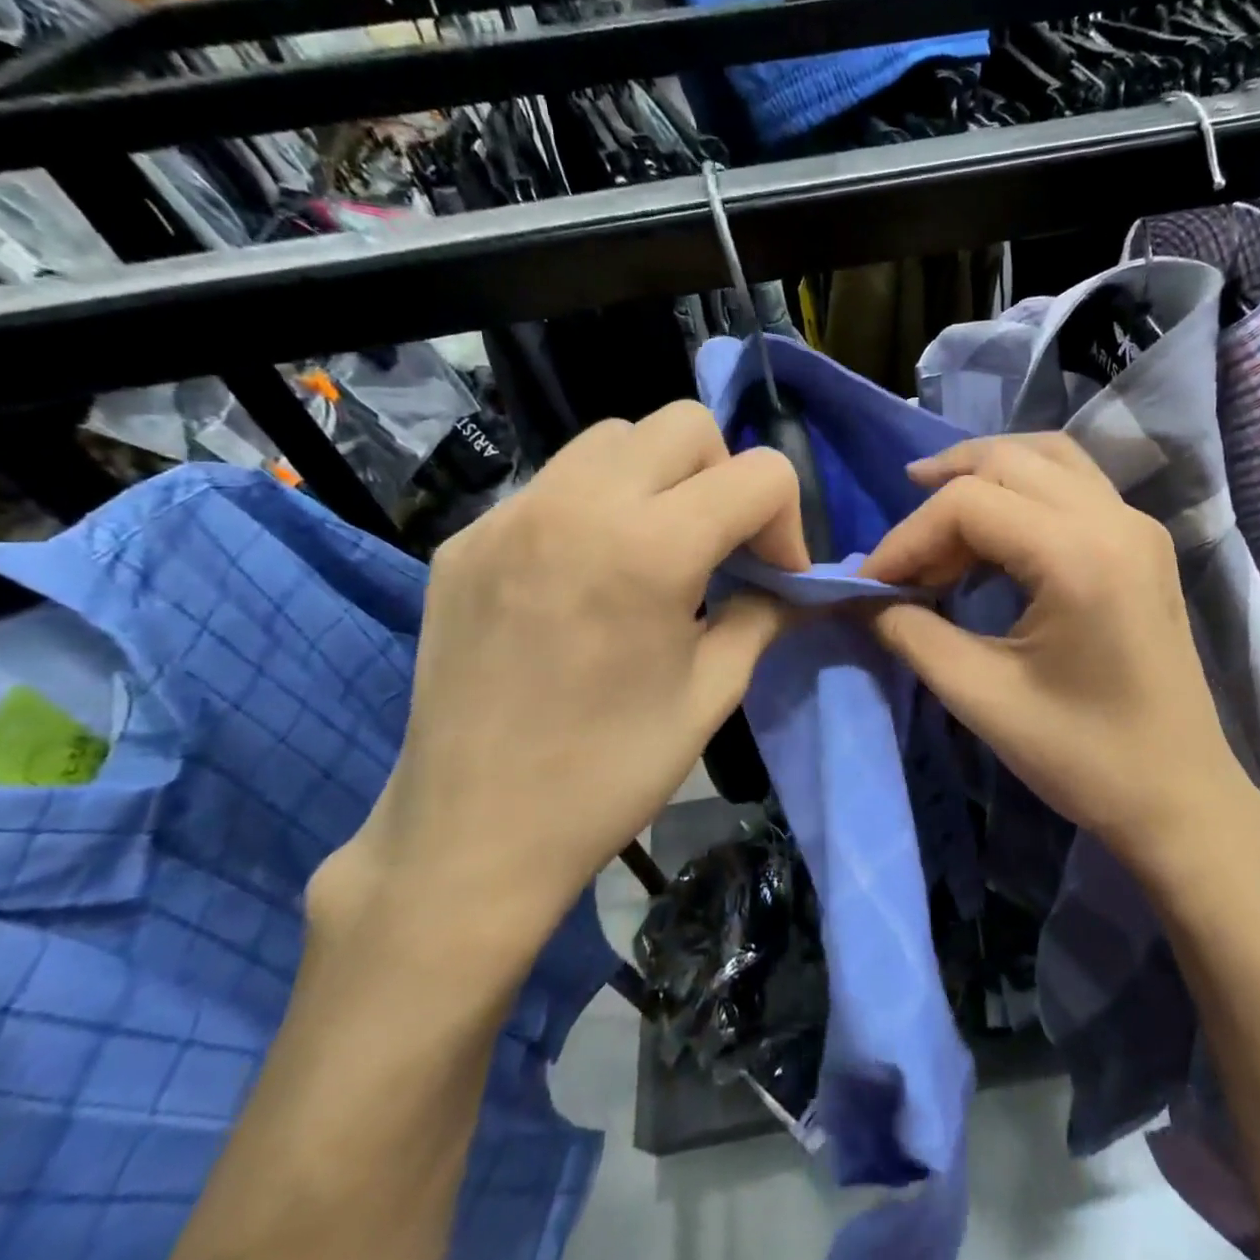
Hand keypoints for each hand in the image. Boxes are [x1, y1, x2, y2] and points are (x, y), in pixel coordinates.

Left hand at [315, 402, 806, 965]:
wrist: (471, 834)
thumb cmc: (610, 772)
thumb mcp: (713, 692)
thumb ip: (762, 614)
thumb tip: (792, 585)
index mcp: (650, 548)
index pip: (759, 473)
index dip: (788, 521)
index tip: (773, 576)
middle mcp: (577, 504)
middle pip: (685, 425)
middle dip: (725, 477)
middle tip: (720, 548)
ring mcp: (511, 514)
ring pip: (614, 438)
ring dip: (659, 478)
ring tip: (655, 551)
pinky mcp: (468, 537)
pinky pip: (555, 483)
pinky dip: (595, 506)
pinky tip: (588, 577)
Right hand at [861, 435, 1259, 871]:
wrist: (1181, 799)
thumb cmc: (1084, 758)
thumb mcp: (982, 696)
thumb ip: (911, 634)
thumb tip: (862, 597)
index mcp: (1079, 555)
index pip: (968, 504)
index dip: (906, 538)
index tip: (871, 585)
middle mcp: (1114, 520)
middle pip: (1007, 461)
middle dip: (940, 495)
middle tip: (901, 549)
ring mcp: (1137, 525)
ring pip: (1045, 457)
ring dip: (983, 473)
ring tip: (934, 508)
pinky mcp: (1143, 542)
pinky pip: (1073, 482)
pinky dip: (1022, 488)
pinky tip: (993, 533)